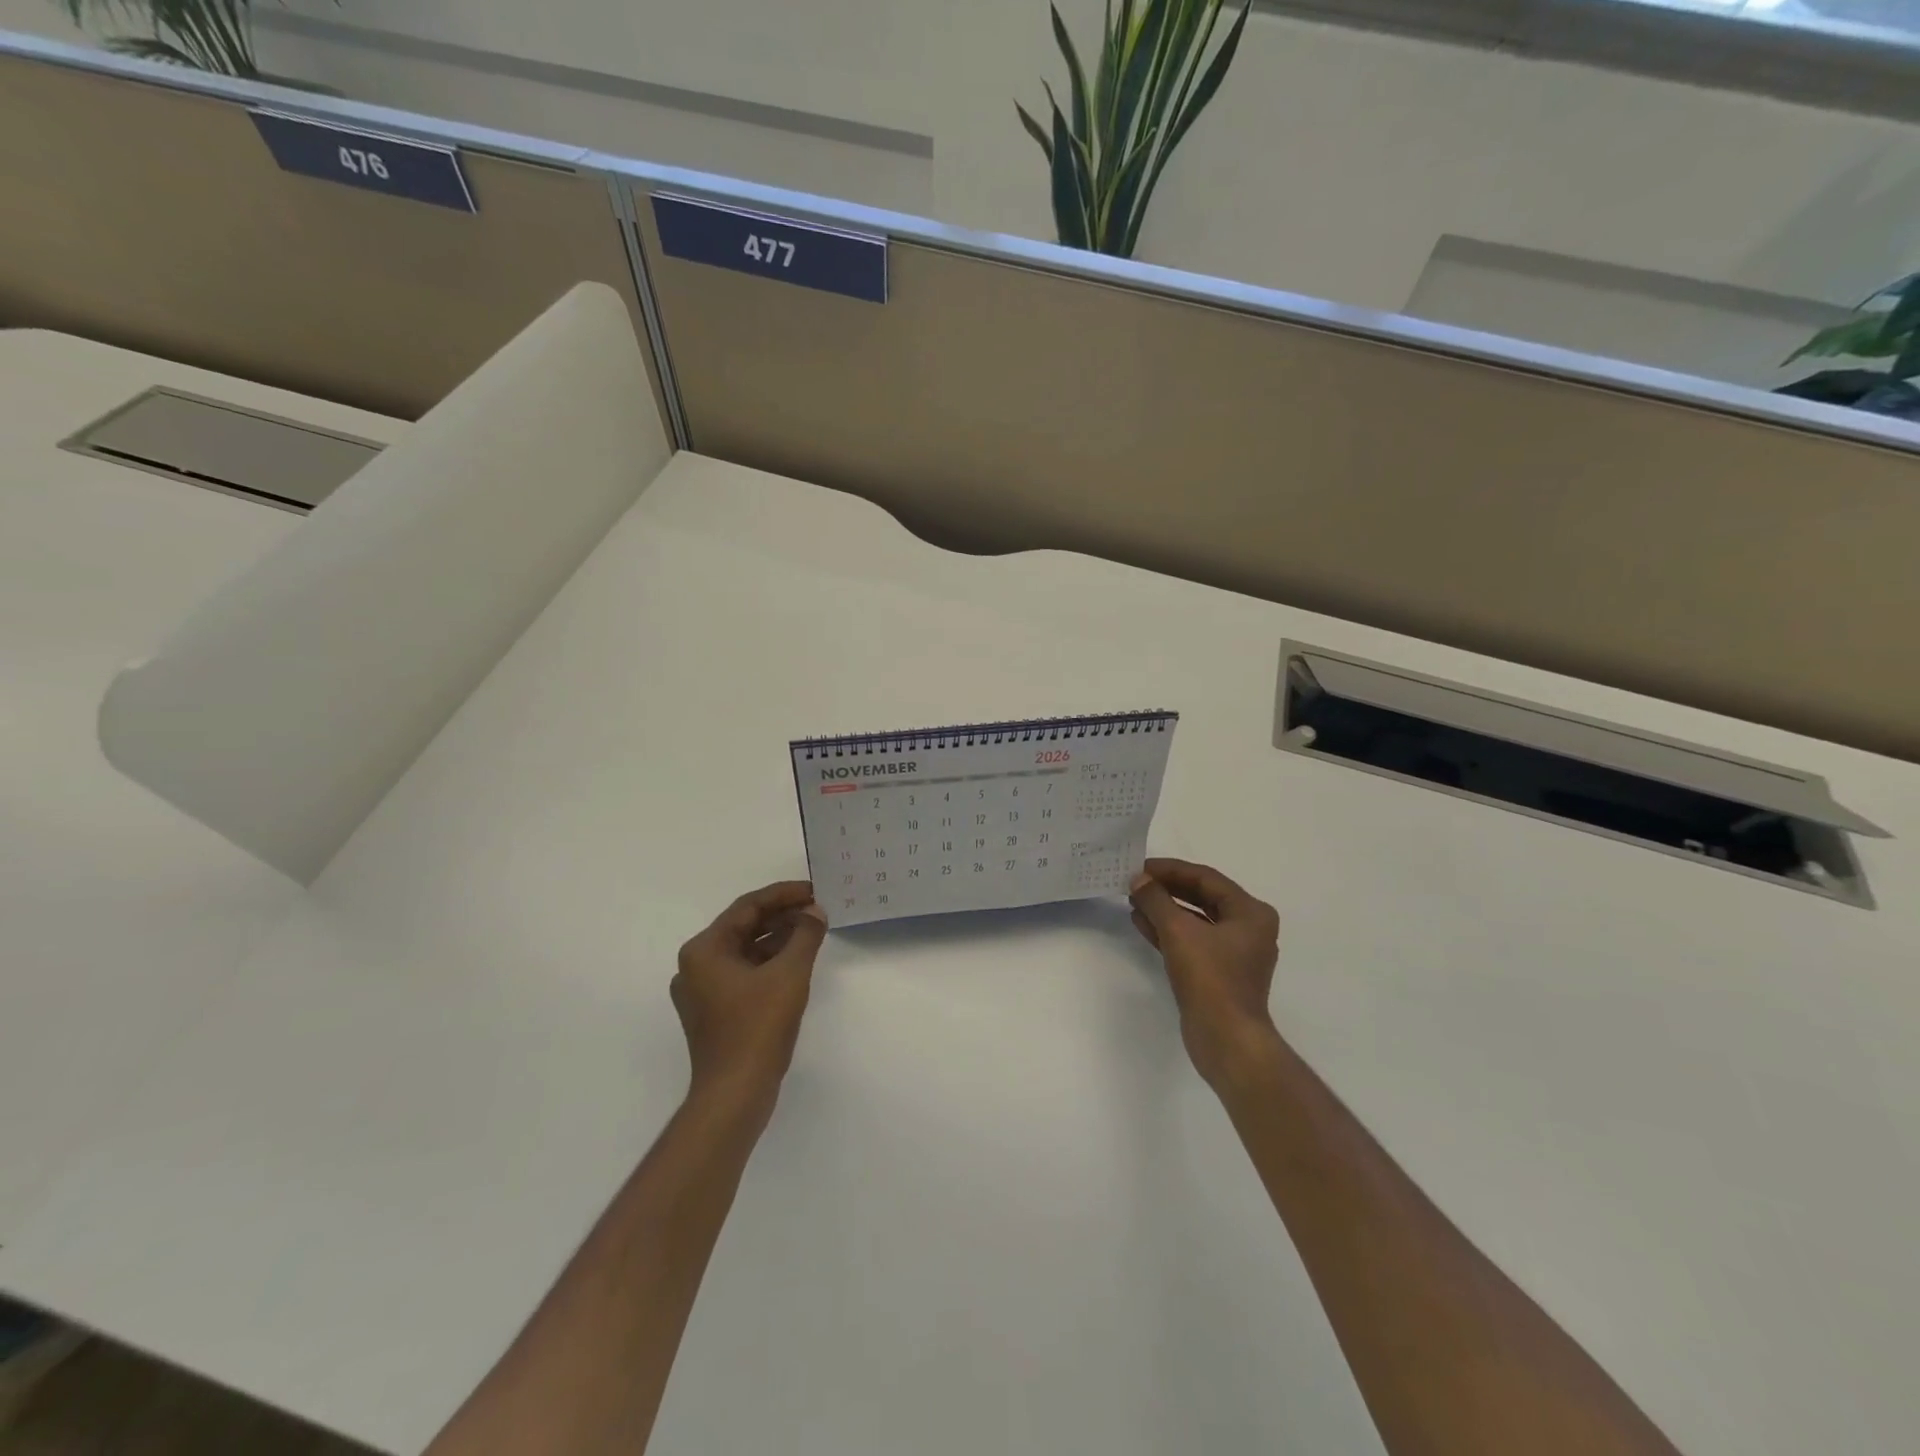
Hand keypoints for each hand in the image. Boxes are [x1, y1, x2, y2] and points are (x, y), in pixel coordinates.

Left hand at [672, 881, 827, 1115]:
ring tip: (812, 931)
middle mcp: (696, 966)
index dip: (784, 895)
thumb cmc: (758, 1027)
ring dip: (778, 939)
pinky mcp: (714, 1012)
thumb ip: (805, 935)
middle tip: (817, 909)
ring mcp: (703, 991)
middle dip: (782, 916)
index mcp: (704, 950)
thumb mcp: (789, 974)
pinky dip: (769, 963)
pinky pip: (744, 973)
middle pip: (744, 927)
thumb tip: (815, 912)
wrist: (735, 1093)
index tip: (814, 890)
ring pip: (745, 951)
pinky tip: (796, 961)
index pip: (747, 907)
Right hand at [1128, 859, 1282, 1090]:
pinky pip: (1192, 941)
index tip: (1140, 867)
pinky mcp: (1219, 973)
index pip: (1206, 878)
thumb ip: (1156, 900)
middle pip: (1202, 897)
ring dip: (1165, 909)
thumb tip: (1138, 880)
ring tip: (1133, 900)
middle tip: (1135, 883)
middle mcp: (1249, 929)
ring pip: (1195, 920)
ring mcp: (1234, 953)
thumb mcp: (1178, 931)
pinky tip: (1142, 923)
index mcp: (1251, 913)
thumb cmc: (1210, 979)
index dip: (1170, 870)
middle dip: (1167, 890)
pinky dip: (1168, 931)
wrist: (1226, 1040)